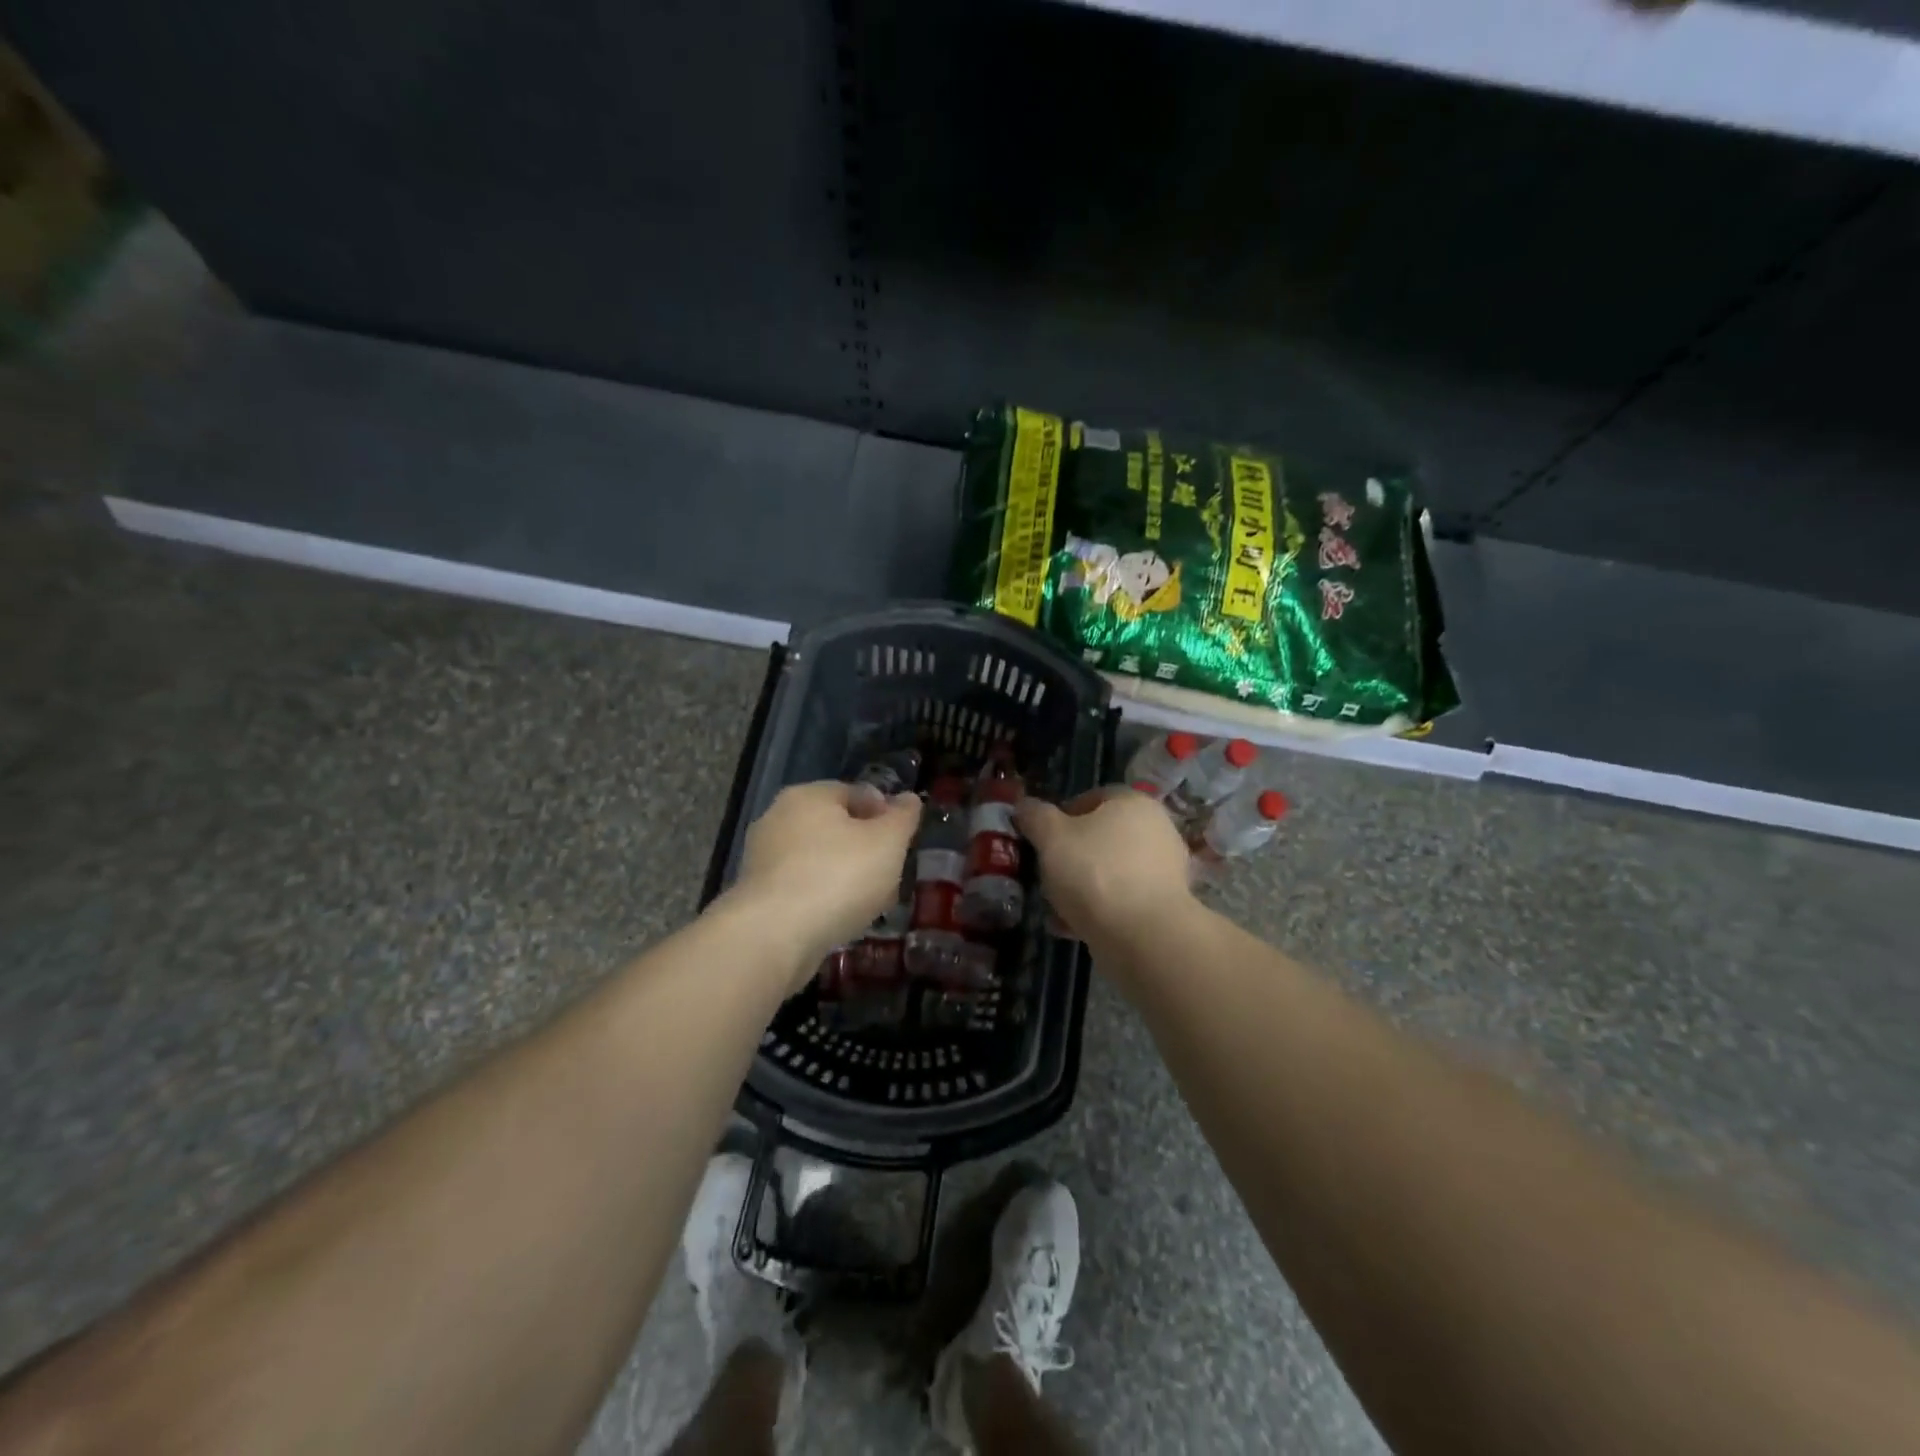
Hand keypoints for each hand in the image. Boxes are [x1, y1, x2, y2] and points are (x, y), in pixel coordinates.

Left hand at [726, 780, 921, 980]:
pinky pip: (802, 888)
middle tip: (891, 873)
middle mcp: (779, 818)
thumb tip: (908, 799)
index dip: (885, 813)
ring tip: (871, 902)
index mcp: (808, 795)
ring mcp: (763, 858)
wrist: (773, 937)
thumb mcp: (887, 843)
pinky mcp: (757, 895)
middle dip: (865, 847)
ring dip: (845, 876)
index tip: (903, 841)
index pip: (855, 792)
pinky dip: (823, 898)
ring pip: (819, 860)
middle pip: (835, 827)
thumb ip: (902, 817)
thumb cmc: (838, 877)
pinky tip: (842, 920)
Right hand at [1016, 786, 1194, 946]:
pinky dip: (1099, 909)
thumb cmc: (1095, 873)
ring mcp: (1165, 870)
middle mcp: (1156, 830)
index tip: (1043, 839)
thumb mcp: (1051, 838)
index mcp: (1133, 803)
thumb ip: (1036, 817)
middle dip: (1072, 855)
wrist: (1143, 936)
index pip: (1093, 797)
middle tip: (1047, 874)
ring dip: (1083, 886)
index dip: (1063, 815)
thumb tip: (1025, 805)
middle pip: (1102, 837)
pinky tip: (1072, 927)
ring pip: (1111, 871)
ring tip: (1055, 907)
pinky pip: (1123, 900)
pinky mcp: (1165, 906)